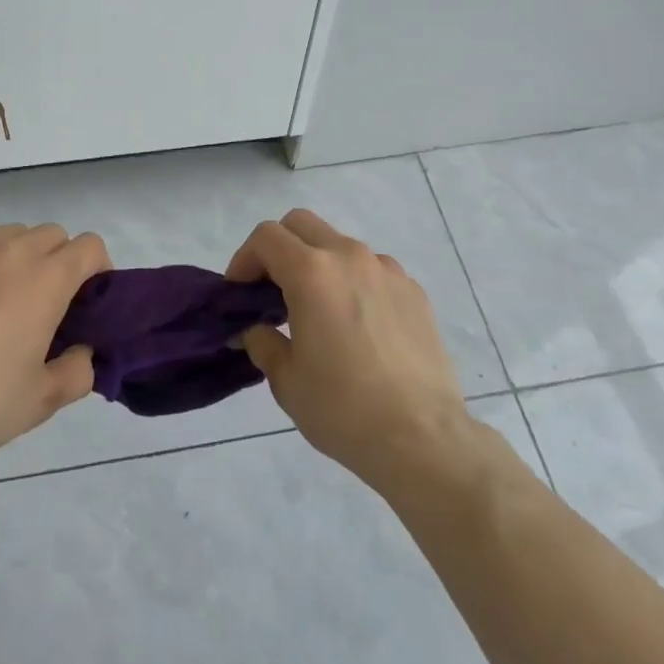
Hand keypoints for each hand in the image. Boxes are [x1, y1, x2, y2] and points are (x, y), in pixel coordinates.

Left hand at [0, 221, 109, 467]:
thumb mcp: (41, 401)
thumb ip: (78, 372)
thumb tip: (82, 352)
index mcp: (47, 280)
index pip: (90, 247)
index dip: (98, 269)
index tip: (87, 300)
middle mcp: (12, 251)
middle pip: (52, 235)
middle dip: (59, 261)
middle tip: (46, 303)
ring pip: (11, 233)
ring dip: (19, 255)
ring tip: (1, 295)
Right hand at [229, 209, 477, 497]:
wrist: (424, 439)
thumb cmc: (344, 409)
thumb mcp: (287, 380)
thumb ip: (263, 343)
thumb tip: (254, 330)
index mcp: (312, 273)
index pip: (266, 237)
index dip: (244, 258)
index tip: (239, 291)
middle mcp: (350, 257)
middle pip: (302, 224)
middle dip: (278, 248)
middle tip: (271, 290)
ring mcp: (387, 270)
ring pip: (339, 245)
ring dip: (319, 264)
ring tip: (319, 312)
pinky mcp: (414, 291)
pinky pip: (373, 271)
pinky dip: (354, 283)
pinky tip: (358, 327)